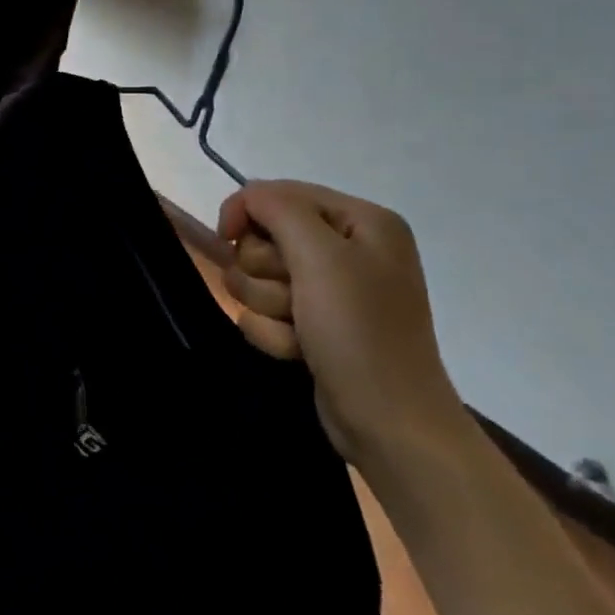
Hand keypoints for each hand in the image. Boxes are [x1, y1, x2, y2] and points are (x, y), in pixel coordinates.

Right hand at [217, 181, 468, 467]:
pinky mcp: (312, 324)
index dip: (246, 212)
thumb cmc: (359, 331)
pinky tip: (299, 351)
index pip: (278, 193)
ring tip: (299, 330)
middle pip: (262, 238)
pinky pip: (264, 313)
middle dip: (265, 272)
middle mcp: (347, 249)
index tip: (227, 236)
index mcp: (361, 221)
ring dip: (267, 307)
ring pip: (256, 279)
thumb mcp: (321, 257)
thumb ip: (278, 210)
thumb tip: (245, 197)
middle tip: (293, 297)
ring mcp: (329, 290)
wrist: (387, 421)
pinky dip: (273, 333)